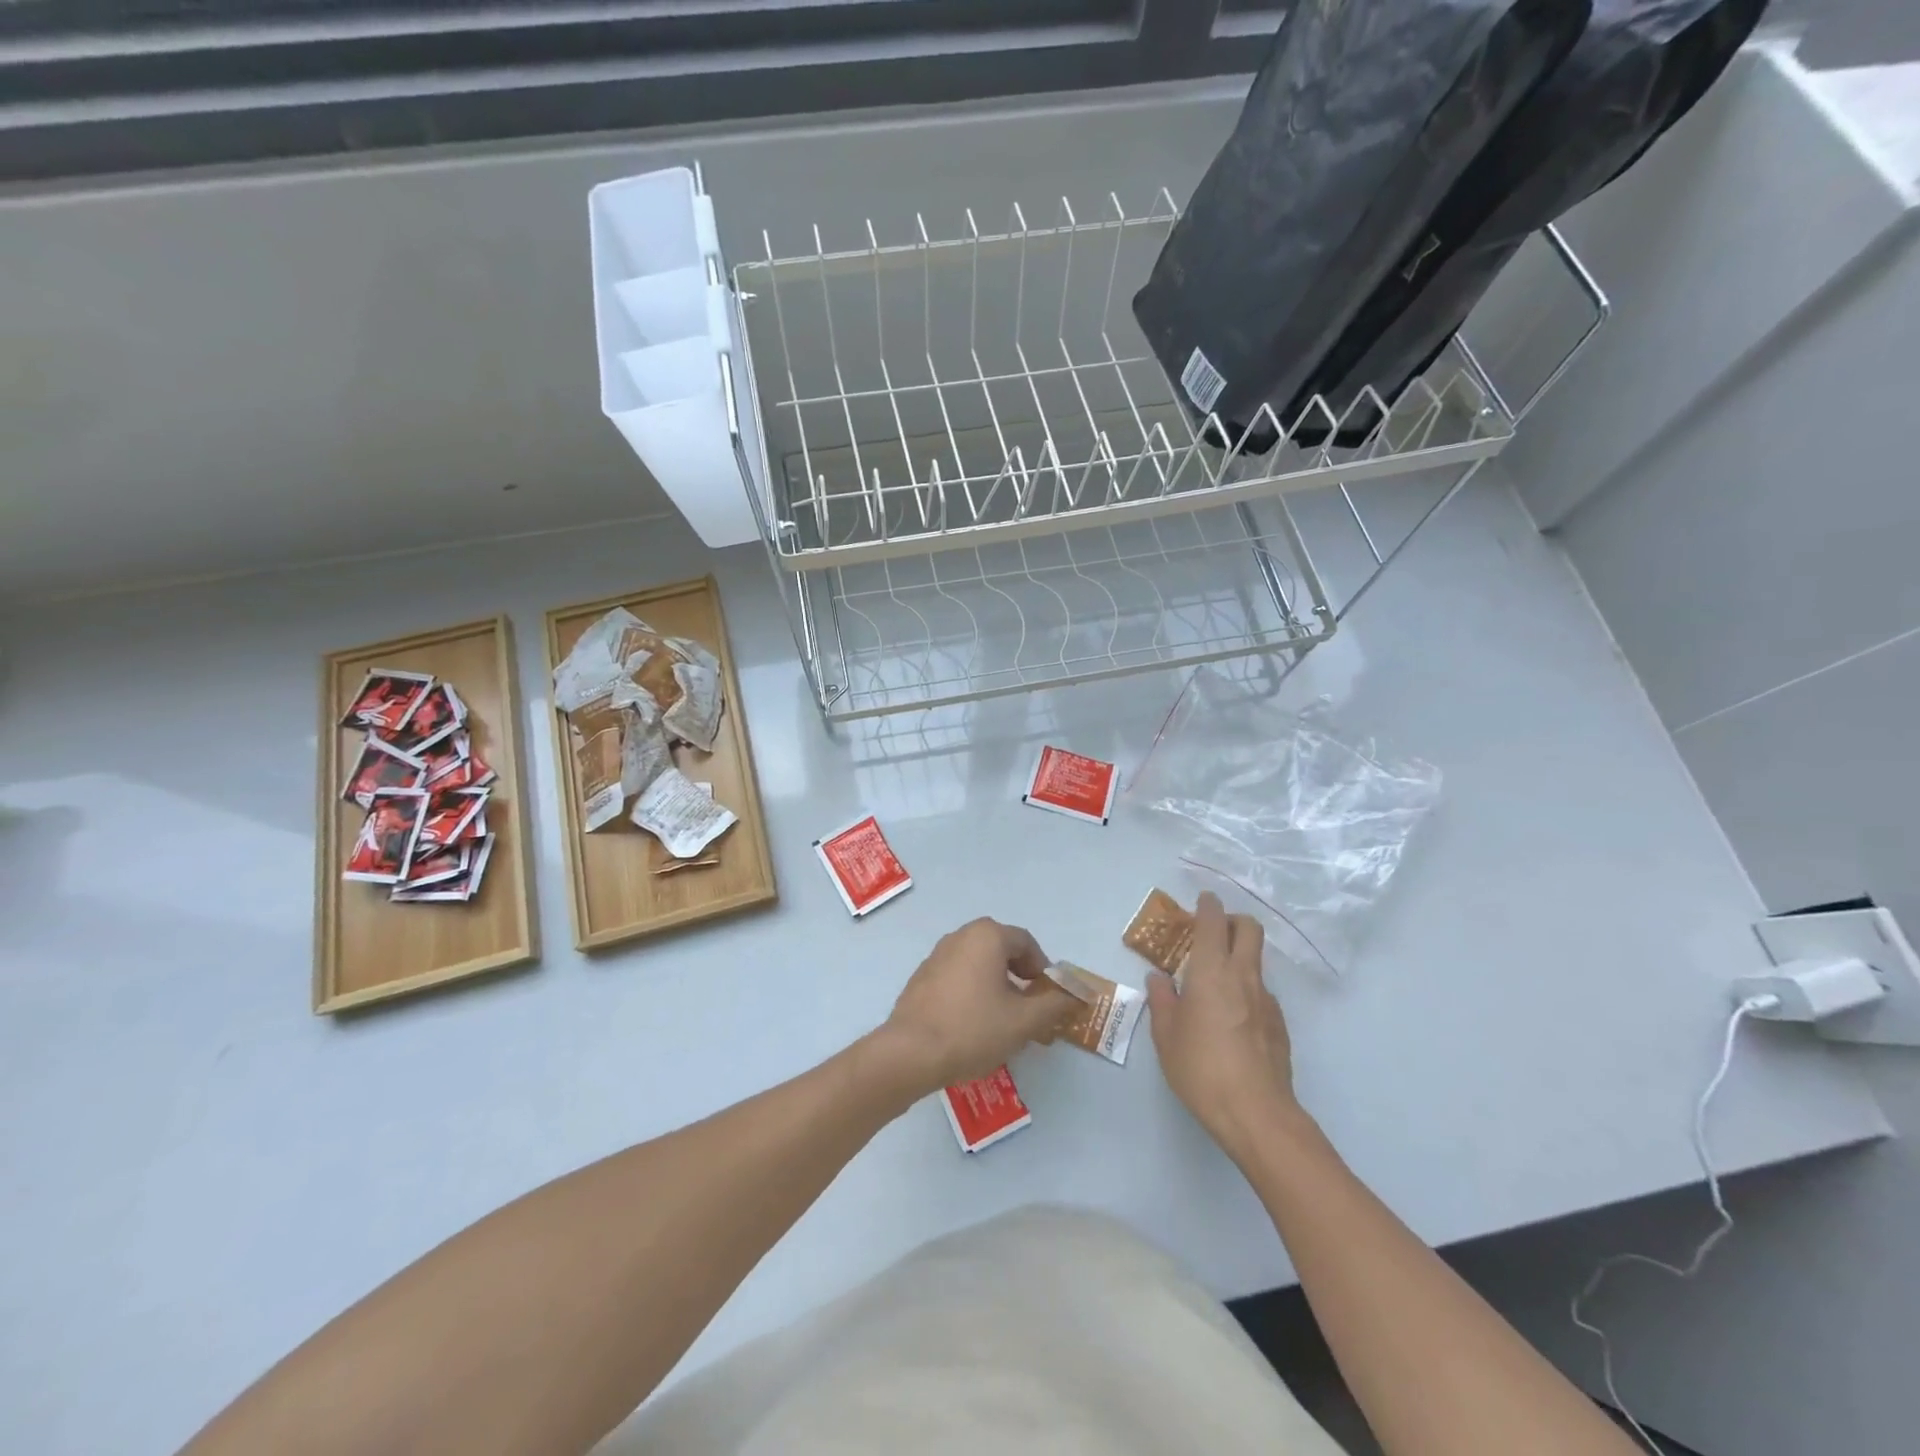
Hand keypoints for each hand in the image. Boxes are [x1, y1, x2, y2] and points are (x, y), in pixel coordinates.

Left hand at [879, 918, 1077, 1093]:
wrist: (910, 1053)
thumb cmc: (973, 1029)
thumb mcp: (1023, 1022)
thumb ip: (1054, 1005)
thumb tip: (1075, 996)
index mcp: (987, 936)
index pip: (1027, 943)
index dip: (1044, 970)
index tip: (1048, 999)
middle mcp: (961, 936)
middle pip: (1002, 950)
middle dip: (1021, 979)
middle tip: (1030, 1012)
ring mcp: (937, 955)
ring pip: (979, 965)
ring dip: (997, 987)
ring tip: (1004, 1023)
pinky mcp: (922, 977)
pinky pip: (958, 977)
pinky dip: (973, 993)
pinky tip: (974, 1026)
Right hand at [1147, 893, 1298, 1160]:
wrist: (1257, 1113)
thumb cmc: (1201, 1069)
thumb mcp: (1166, 1036)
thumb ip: (1162, 1001)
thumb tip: (1159, 979)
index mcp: (1211, 971)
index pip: (1213, 922)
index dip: (1208, 906)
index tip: (1202, 901)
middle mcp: (1243, 976)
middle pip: (1248, 929)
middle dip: (1232, 921)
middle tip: (1212, 933)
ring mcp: (1266, 1000)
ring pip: (1256, 961)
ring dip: (1238, 958)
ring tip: (1214, 984)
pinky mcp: (1279, 1024)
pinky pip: (1261, 992)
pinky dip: (1246, 991)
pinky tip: (1231, 1020)